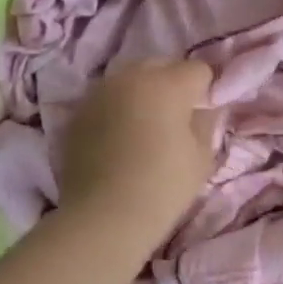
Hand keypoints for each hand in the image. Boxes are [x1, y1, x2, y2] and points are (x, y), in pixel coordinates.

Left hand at [58, 59, 219, 241]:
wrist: (103, 218)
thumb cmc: (163, 186)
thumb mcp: (202, 157)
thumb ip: (206, 122)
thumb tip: (202, 109)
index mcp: (167, 83)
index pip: (198, 70)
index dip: (206, 90)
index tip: (203, 114)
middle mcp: (131, 77)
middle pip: (161, 65)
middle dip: (172, 84)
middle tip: (176, 118)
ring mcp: (99, 93)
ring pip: (129, 80)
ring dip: (141, 94)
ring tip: (144, 127)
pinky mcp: (77, 114)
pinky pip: (106, 100)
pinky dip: (116, 111)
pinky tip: (119, 140)